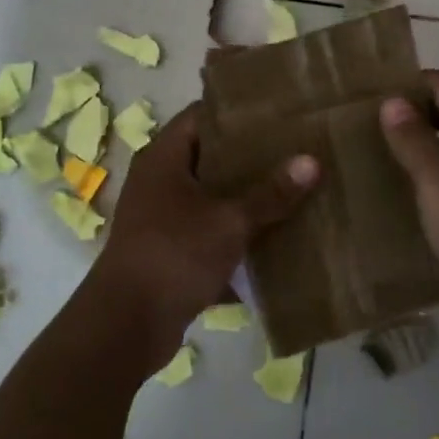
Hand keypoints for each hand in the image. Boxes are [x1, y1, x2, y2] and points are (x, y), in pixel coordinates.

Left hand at [81, 103, 318, 368]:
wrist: (126, 325)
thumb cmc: (174, 254)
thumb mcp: (229, 221)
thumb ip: (270, 193)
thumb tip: (312, 161)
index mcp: (163, 158)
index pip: (202, 115)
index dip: (238, 112)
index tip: (279, 113)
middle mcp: (158, 181)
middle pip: (210, 156)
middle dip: (251, 158)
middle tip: (296, 150)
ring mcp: (161, 217)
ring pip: (211, 196)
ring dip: (246, 197)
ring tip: (293, 189)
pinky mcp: (169, 250)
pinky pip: (209, 230)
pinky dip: (235, 233)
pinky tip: (275, 237)